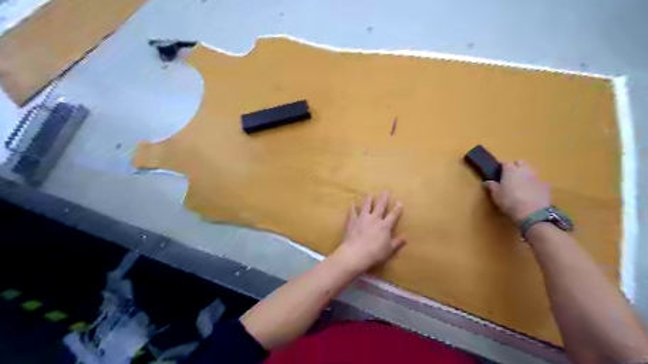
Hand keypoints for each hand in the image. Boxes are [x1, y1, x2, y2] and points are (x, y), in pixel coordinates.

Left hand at [334, 192, 402, 273]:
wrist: (356, 253)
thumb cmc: (375, 253)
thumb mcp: (389, 250)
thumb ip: (397, 242)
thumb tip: (406, 237)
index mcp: (385, 226)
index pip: (393, 215)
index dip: (397, 209)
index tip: (399, 202)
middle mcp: (374, 219)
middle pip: (380, 206)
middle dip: (383, 198)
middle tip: (385, 191)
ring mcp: (362, 218)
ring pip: (366, 206)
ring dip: (368, 199)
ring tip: (369, 194)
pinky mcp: (352, 221)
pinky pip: (352, 212)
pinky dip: (352, 208)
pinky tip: (352, 204)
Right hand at [483, 161, 547, 223]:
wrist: (533, 213)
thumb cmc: (509, 201)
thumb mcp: (496, 195)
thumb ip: (491, 186)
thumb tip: (487, 182)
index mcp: (510, 170)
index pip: (505, 163)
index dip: (501, 167)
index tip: (498, 174)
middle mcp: (524, 170)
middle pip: (520, 162)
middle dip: (516, 167)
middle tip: (510, 177)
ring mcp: (537, 177)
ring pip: (530, 171)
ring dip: (525, 175)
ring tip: (520, 185)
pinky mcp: (546, 186)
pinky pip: (538, 182)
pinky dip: (534, 185)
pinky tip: (531, 193)